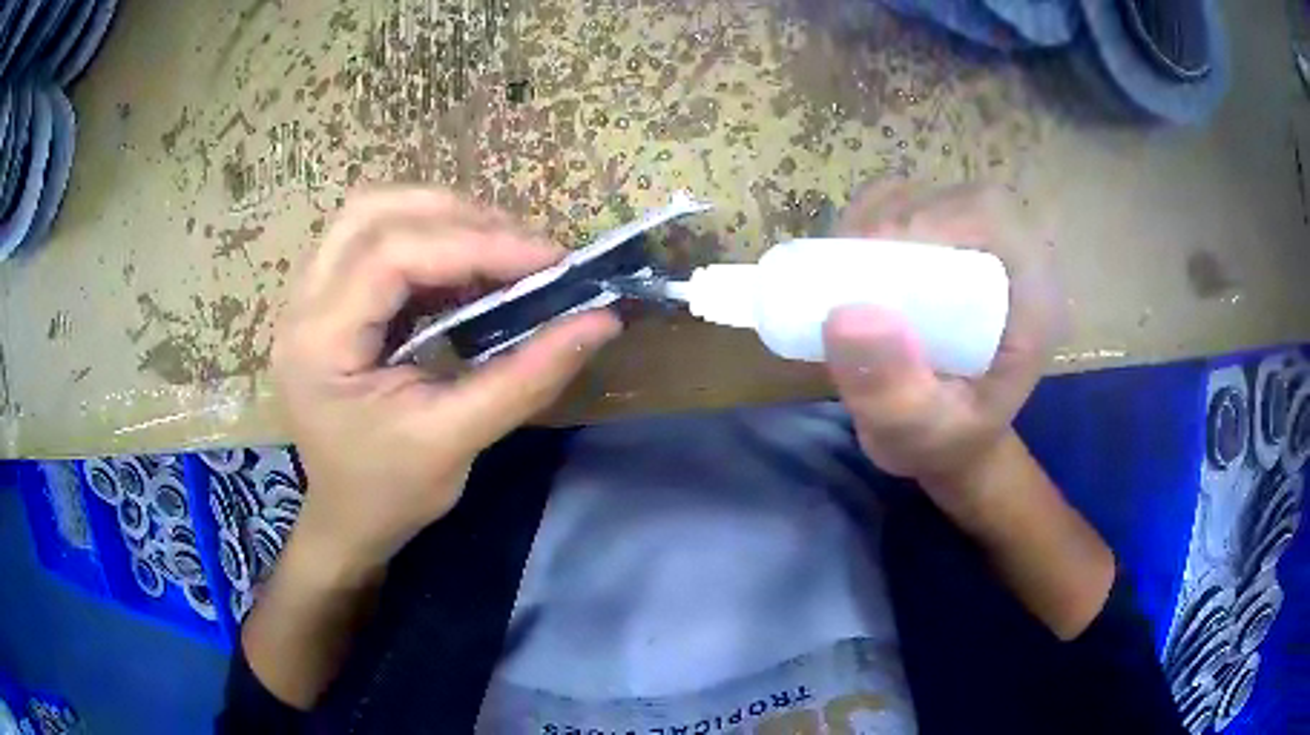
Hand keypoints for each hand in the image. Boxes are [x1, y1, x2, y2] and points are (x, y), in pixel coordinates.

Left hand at [272, 188, 620, 577]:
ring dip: (441, 218)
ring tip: (500, 249)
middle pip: (372, 214)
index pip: (389, 257)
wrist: (346, 518)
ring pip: (371, 215)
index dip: (473, 244)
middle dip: (457, 217)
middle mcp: (301, 306)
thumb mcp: (457, 440)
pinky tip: (468, 268)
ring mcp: (308, 297)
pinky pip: (376, 240)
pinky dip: (429, 240)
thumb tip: (601, 321)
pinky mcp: (327, 299)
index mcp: (318, 345)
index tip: (547, 260)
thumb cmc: (390, 492)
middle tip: (524, 249)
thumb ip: (527, 377)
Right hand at [823, 182, 1062, 509]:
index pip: (994, 218)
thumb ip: (892, 392)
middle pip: (955, 198)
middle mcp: (1013, 261)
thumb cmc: (945, 441)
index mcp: (1034, 297)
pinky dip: (868, 221)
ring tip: (844, 269)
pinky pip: (904, 207)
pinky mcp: (946, 247)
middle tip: (848, 267)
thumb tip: (845, 316)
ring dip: (876, 218)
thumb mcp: (918, 435)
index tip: (876, 258)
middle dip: (895, 219)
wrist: (949, 440)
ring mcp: (977, 248)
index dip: (933, 218)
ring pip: (926, 195)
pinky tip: (851, 261)